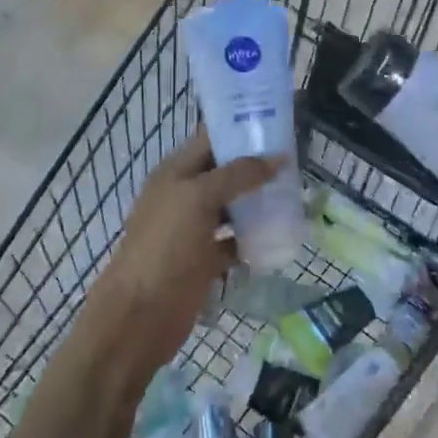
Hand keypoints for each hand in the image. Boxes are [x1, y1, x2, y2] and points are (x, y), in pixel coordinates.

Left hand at [79, 130, 276, 387]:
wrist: (140, 315)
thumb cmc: (165, 247)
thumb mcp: (199, 198)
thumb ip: (237, 174)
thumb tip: (278, 157)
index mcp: (175, 172)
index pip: (210, 138)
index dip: (240, 128)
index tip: (278, 123)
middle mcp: (184, 195)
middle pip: (225, 171)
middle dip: (257, 165)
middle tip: (297, 159)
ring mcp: (194, 229)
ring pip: (232, 206)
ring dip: (259, 200)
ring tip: (296, 191)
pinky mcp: (205, 260)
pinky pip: (235, 241)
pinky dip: (255, 238)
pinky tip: (281, 234)